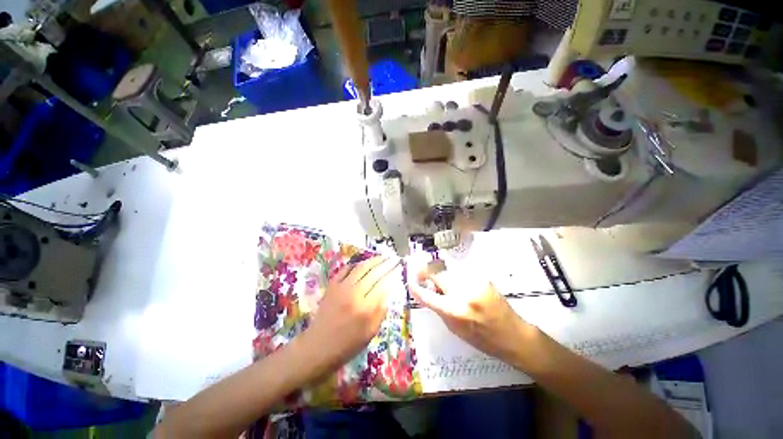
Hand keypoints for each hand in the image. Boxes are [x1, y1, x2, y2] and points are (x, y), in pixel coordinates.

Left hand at [299, 256, 401, 375]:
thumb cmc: (347, 344)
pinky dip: (355, 264)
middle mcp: (354, 293)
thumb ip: (381, 310)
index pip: (383, 284)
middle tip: (393, 259)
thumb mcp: (370, 332)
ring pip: (360, 268)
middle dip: (385, 263)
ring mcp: (341, 287)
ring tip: (382, 257)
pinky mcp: (332, 286)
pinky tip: (362, 263)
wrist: (318, 347)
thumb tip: (389, 292)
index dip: (392, 274)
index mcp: (366, 308)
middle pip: (373, 272)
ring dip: (373, 261)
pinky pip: (345, 270)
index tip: (398, 268)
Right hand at [407, 259, 529, 363]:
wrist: (513, 335)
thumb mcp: (454, 329)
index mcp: (453, 311)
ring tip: (446, 283)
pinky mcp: (482, 277)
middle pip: (436, 273)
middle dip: (427, 272)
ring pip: (448, 270)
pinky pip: (461, 272)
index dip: (415, 285)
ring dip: (442, 274)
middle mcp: (462, 293)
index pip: (425, 294)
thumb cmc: (482, 338)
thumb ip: (439, 308)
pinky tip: (461, 284)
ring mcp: (473, 282)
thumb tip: (428, 290)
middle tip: (423, 273)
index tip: (410, 280)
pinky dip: (455, 276)